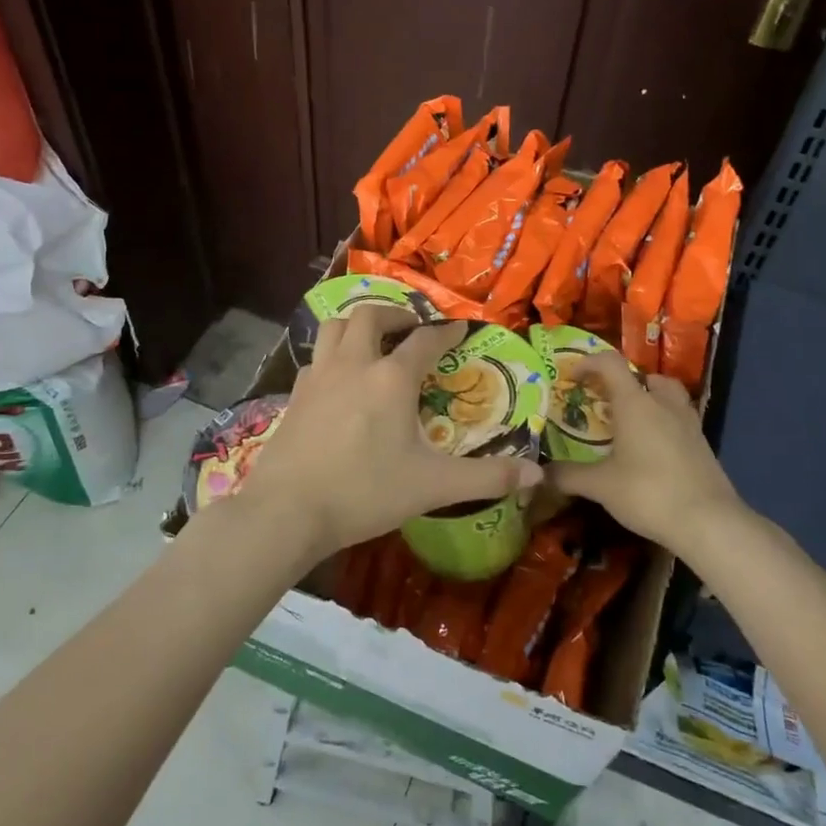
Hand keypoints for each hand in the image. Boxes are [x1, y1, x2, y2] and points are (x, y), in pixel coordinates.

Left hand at [234, 305, 542, 563]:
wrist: (288, 510)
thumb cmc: (365, 492)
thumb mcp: (433, 486)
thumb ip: (487, 478)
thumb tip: (536, 473)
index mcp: (391, 378)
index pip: (425, 341)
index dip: (446, 332)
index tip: (459, 328)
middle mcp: (354, 364)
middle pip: (372, 316)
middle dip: (395, 314)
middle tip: (411, 328)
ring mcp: (319, 376)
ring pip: (336, 327)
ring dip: (359, 324)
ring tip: (374, 340)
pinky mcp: (295, 394)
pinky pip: (317, 357)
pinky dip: (333, 354)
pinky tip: (339, 378)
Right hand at [547, 354, 750, 559]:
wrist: (709, 523)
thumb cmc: (649, 493)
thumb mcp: (601, 486)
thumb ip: (568, 476)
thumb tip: (540, 473)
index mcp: (635, 403)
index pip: (611, 364)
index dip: (589, 363)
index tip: (572, 377)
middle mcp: (663, 404)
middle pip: (646, 376)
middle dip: (625, 382)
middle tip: (606, 402)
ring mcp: (688, 423)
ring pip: (668, 396)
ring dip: (649, 400)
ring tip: (631, 423)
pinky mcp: (702, 445)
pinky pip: (680, 419)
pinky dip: (664, 423)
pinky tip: (652, 450)